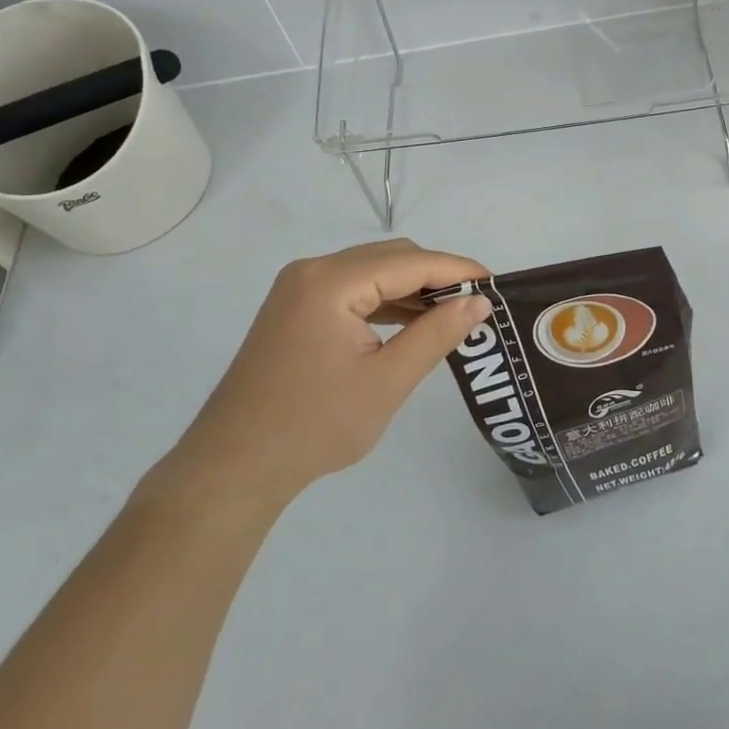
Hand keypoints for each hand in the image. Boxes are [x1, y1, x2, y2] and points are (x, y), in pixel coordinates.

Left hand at [160, 239, 491, 511]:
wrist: (231, 470)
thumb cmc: (313, 427)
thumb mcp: (387, 382)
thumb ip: (436, 334)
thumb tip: (479, 301)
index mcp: (332, 282)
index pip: (411, 262)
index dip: (458, 269)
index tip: (497, 285)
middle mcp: (313, 271)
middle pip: (391, 258)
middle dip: (437, 276)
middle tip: (477, 304)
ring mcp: (299, 288)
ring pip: (373, 272)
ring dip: (412, 289)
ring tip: (452, 315)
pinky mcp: (294, 308)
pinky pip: (353, 290)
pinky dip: (386, 301)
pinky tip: (410, 324)